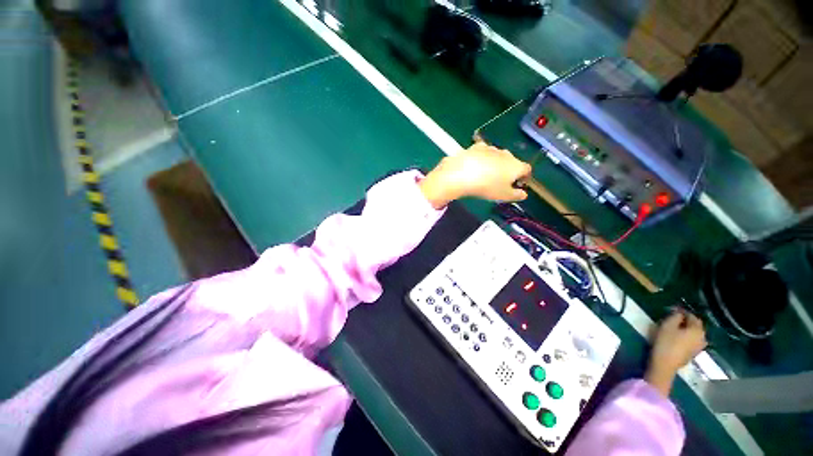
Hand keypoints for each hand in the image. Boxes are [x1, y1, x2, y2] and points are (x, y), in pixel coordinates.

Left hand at [419, 142, 532, 208]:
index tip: (518, 184)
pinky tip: (474, 166)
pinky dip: (481, 158)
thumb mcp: (503, 196)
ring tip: (485, 175)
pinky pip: (482, 152)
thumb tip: (523, 194)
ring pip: (497, 156)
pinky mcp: (476, 147)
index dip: (524, 177)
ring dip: (494, 163)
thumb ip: (516, 195)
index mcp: (516, 165)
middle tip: (499, 182)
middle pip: (511, 161)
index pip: (526, 169)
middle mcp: (506, 153)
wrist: (462, 174)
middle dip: (508, 170)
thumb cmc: (487, 187)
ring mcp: (491, 148)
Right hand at [645, 309, 706, 396]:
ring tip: (675, 328)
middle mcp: (702, 337)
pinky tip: (677, 338)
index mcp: (697, 329)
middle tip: (674, 318)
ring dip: (686, 329)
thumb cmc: (666, 342)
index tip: (673, 310)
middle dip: (686, 321)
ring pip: (694, 334)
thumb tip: (679, 312)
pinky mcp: (693, 353)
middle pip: (695, 326)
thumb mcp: (667, 325)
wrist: (665, 364)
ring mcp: (699, 347)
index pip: (692, 316)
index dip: (683, 312)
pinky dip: (686, 337)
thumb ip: (675, 316)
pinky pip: (692, 341)